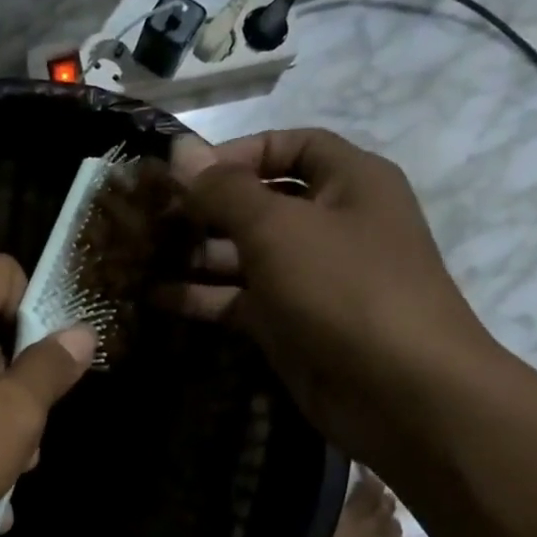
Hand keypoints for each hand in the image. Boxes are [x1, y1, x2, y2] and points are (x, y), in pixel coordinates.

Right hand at [170, 128, 500, 463]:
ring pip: (244, 255)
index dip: (238, 152)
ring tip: (139, 255)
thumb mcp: (278, 228)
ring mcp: (308, 279)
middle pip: (260, 204)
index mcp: (349, 182)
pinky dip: (201, 297)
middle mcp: (330, 224)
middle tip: (149, 217)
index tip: (184, 172)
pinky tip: (155, 297)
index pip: (291, 146)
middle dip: (205, 208)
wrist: (397, 390)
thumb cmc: (343, 288)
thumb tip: (180, 151)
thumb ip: (223, 191)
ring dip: (195, 254)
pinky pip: (239, 301)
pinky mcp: (289, 324)